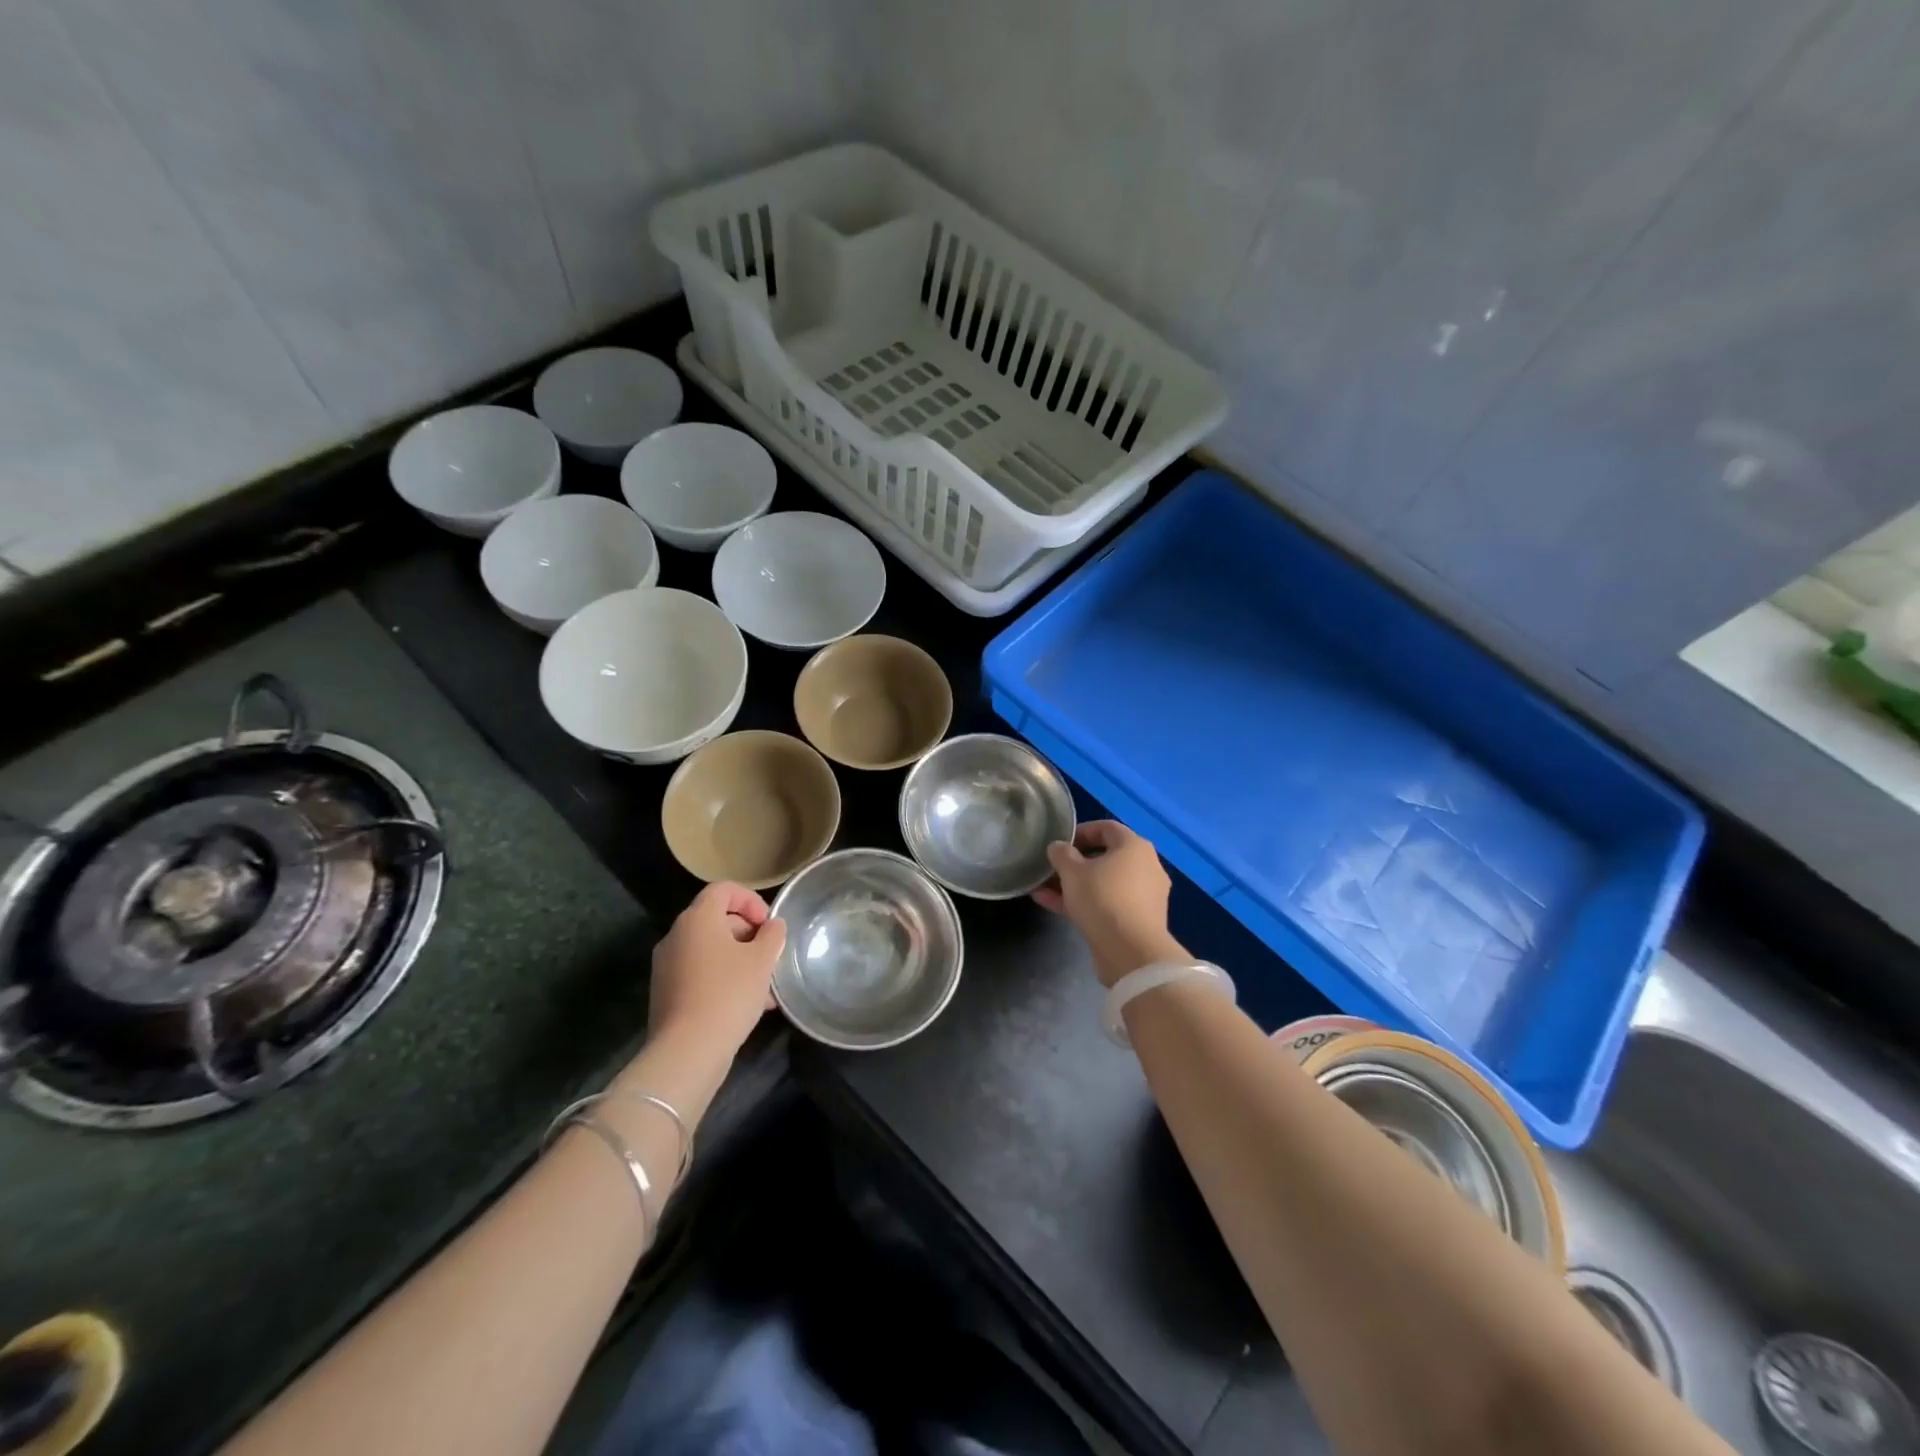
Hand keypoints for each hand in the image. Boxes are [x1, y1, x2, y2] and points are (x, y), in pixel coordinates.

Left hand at [648, 882, 786, 1053]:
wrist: (687, 1052)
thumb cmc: (728, 994)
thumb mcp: (762, 961)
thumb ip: (772, 935)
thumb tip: (772, 926)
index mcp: (697, 919)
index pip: (723, 889)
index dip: (751, 900)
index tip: (769, 925)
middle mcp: (676, 936)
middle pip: (716, 919)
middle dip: (749, 933)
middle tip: (770, 956)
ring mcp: (667, 966)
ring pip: (711, 950)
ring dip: (740, 960)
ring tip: (766, 987)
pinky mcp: (666, 993)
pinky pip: (700, 973)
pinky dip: (724, 978)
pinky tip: (748, 1005)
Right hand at [1033, 821, 1184, 987]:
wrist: (1131, 952)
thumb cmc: (1102, 898)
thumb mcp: (1072, 872)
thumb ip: (1061, 854)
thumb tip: (1058, 847)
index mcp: (1135, 847)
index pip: (1107, 828)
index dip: (1081, 831)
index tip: (1059, 842)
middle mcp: (1146, 867)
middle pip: (1105, 857)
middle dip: (1074, 863)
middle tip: (1050, 868)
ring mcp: (1143, 895)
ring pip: (1103, 883)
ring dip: (1074, 885)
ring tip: (1043, 889)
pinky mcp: (1137, 920)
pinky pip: (1107, 903)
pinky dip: (1084, 902)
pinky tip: (1052, 905)